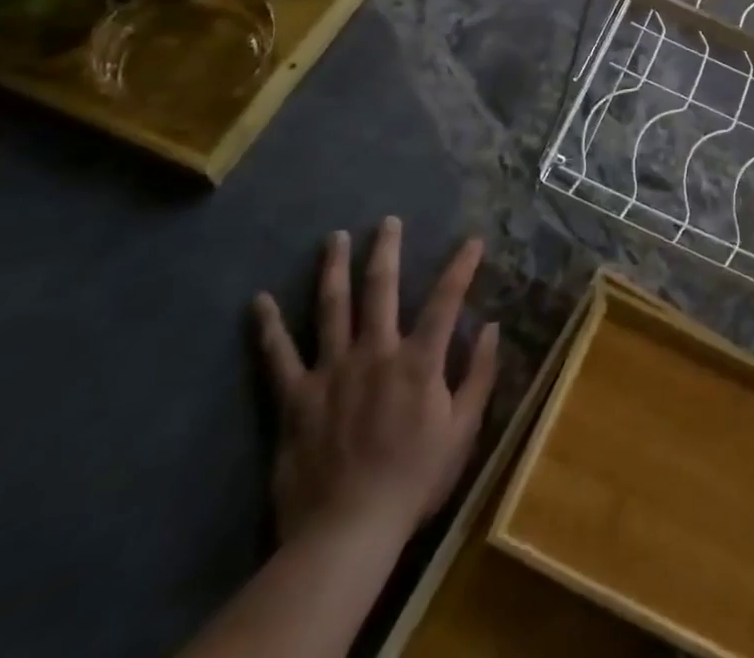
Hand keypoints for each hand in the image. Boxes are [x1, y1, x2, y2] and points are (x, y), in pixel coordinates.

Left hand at [252, 219, 498, 547]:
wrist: (348, 532)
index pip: (447, 299)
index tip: (472, 241)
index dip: (462, 266)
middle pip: (381, 288)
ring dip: (334, 269)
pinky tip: (259, 302)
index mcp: (419, 360)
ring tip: (335, 238)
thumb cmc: (414, 480)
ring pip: (332, 307)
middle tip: (387, 221)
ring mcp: (332, 370)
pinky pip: (279, 356)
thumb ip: (480, 375)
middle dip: (387, 250)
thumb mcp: (463, 430)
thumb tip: (494, 327)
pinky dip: (268, 328)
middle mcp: (376, 351)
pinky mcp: (296, 397)